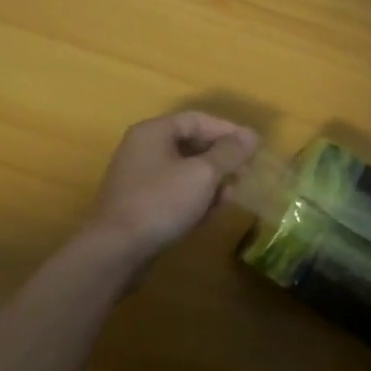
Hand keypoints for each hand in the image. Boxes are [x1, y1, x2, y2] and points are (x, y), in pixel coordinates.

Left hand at [87, 112, 259, 259]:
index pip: (197, 120)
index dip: (228, 131)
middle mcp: (143, 149)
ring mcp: (139, 178)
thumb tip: (251, 135)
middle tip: (246, 174)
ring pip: (184, 171)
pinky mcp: (140, 204)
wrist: (115, 251)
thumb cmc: (161, 203)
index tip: (254, 147)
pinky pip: (174, 192)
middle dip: (221, 159)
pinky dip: (194, 198)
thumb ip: (229, 153)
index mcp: (154, 132)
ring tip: (231, 196)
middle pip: (191, 144)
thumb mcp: (202, 174)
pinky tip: (210, 214)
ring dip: (211, 181)